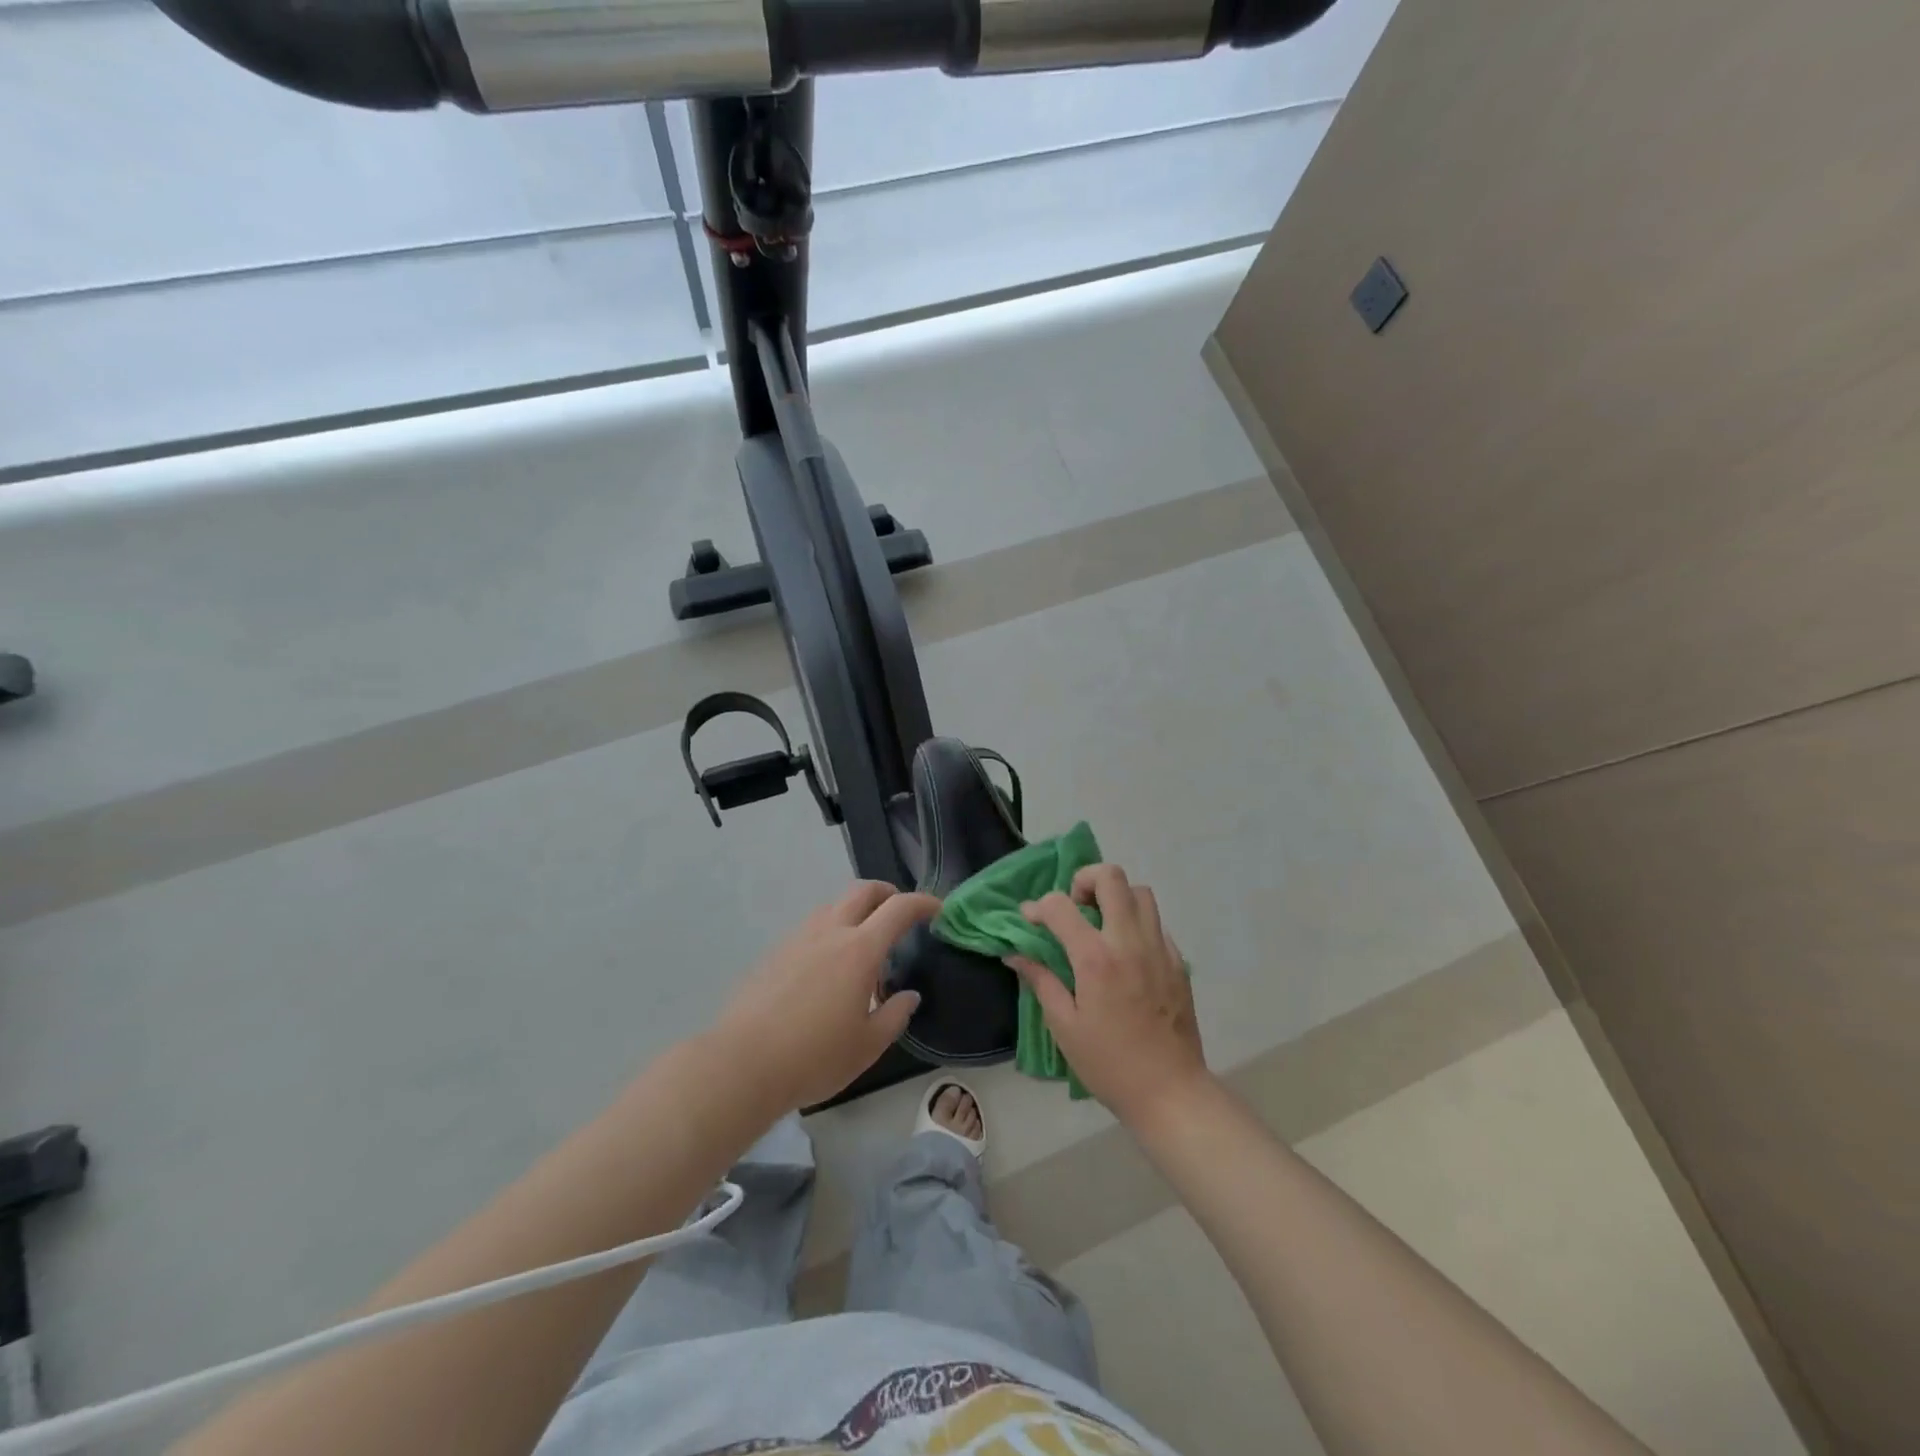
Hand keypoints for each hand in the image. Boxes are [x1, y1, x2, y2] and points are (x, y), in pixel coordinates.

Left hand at [711, 881, 938, 1113]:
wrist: (742, 1064)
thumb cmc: (814, 1057)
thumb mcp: (867, 1046)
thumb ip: (894, 1016)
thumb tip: (908, 996)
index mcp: (859, 950)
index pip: (899, 908)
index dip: (923, 903)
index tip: (937, 910)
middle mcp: (829, 932)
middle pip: (863, 891)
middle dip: (887, 893)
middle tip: (900, 912)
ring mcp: (797, 939)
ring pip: (832, 906)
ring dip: (855, 911)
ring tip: (862, 943)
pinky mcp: (774, 953)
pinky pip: (810, 928)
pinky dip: (829, 931)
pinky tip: (826, 967)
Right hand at [1008, 864, 1209, 1127]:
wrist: (1171, 1092)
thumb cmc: (1109, 1064)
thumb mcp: (1064, 1026)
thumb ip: (1041, 981)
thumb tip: (1014, 954)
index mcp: (1096, 959)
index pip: (1060, 906)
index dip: (1038, 907)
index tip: (1029, 920)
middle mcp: (1130, 942)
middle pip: (1111, 877)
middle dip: (1084, 880)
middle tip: (1074, 908)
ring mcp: (1159, 948)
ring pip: (1140, 892)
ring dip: (1115, 897)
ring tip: (1100, 925)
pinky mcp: (1178, 961)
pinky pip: (1156, 922)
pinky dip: (1136, 922)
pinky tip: (1125, 952)